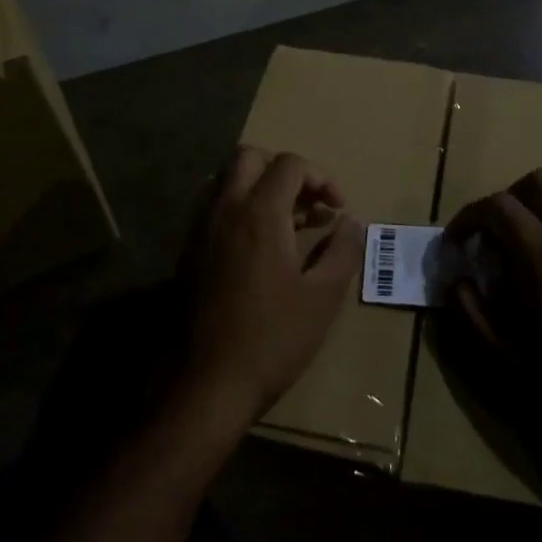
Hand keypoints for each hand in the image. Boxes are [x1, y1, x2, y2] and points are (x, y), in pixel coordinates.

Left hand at [181, 147, 361, 424]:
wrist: (206, 383)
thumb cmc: (272, 339)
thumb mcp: (322, 297)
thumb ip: (343, 251)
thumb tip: (354, 222)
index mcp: (259, 213)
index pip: (290, 164)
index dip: (321, 177)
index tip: (337, 209)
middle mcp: (224, 209)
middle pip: (250, 157)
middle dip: (283, 171)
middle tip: (306, 206)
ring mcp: (199, 229)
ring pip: (226, 179)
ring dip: (257, 187)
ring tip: (284, 225)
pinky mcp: (186, 251)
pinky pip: (212, 207)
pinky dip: (237, 208)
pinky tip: (256, 248)